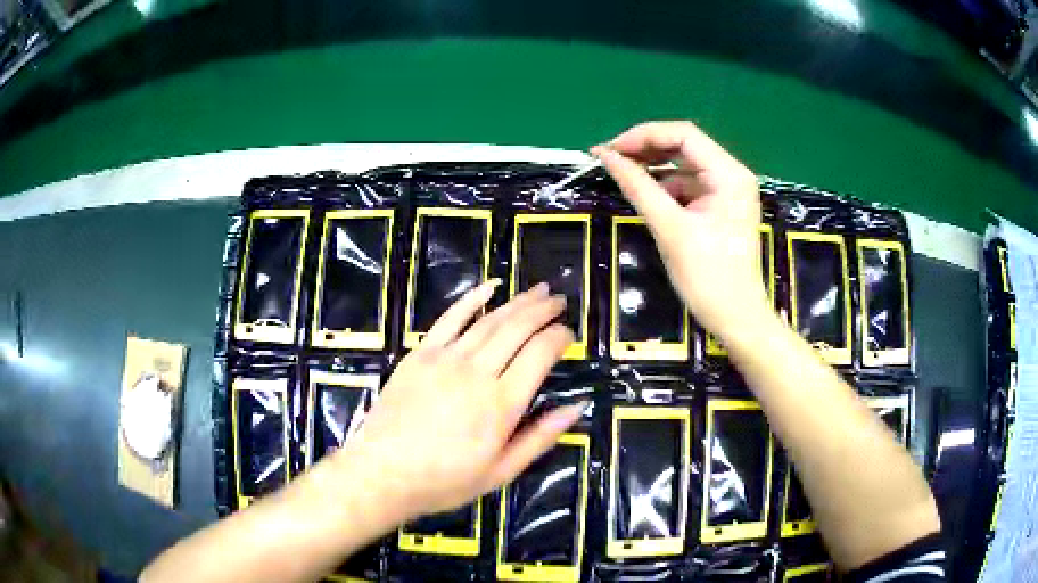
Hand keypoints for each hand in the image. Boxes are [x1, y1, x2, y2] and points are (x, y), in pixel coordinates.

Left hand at [331, 280, 584, 520]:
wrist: (383, 472)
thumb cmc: (445, 480)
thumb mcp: (501, 472)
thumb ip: (540, 438)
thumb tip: (577, 407)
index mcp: (502, 405)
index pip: (540, 355)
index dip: (559, 337)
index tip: (569, 334)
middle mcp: (477, 373)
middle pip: (517, 329)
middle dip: (543, 311)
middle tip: (558, 300)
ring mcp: (446, 359)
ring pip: (489, 320)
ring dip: (517, 302)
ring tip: (537, 290)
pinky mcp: (420, 354)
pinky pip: (450, 318)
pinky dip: (472, 299)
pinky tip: (490, 287)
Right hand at [592, 121, 768, 338]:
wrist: (736, 318)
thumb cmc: (708, 277)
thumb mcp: (670, 229)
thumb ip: (638, 187)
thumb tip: (606, 156)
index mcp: (729, 174)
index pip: (683, 134)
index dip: (643, 135)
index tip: (609, 150)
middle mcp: (732, 174)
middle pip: (684, 146)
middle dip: (646, 149)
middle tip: (610, 160)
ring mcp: (728, 190)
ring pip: (684, 165)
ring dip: (654, 168)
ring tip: (622, 175)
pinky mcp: (720, 206)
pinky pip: (688, 185)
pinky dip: (665, 187)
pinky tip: (646, 196)